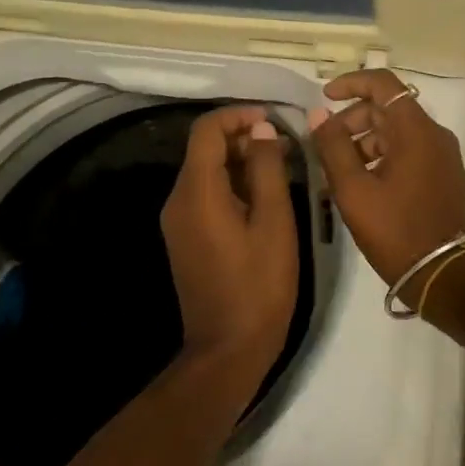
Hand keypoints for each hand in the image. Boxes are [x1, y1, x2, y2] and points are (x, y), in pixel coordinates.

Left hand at [160, 105, 299, 373]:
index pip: (207, 131)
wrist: (228, 349)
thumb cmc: (259, 284)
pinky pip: (206, 194)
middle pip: (204, 149)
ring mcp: (179, 221)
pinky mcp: (186, 237)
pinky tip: (264, 195)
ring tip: (282, 167)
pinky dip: (233, 183)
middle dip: (243, 138)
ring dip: (241, 161)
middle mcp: (178, 200)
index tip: (272, 120)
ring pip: (207, 171)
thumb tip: (261, 129)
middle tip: (286, 146)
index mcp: (197, 192)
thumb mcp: (273, 221)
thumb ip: (267, 168)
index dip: (238, 116)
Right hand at [309, 69, 464, 287]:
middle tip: (325, 144)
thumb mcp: (354, 190)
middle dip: (353, 119)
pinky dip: (382, 154)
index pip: (384, 84)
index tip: (324, 97)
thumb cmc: (395, 230)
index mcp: (416, 130)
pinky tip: (361, 181)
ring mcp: (442, 154)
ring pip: (397, 130)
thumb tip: (318, 114)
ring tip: (338, 169)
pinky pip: (409, 149)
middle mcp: (434, 134)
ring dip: (365, 140)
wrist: (442, 275)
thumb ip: (333, 147)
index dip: (351, 83)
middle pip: (388, 108)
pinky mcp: (443, 172)